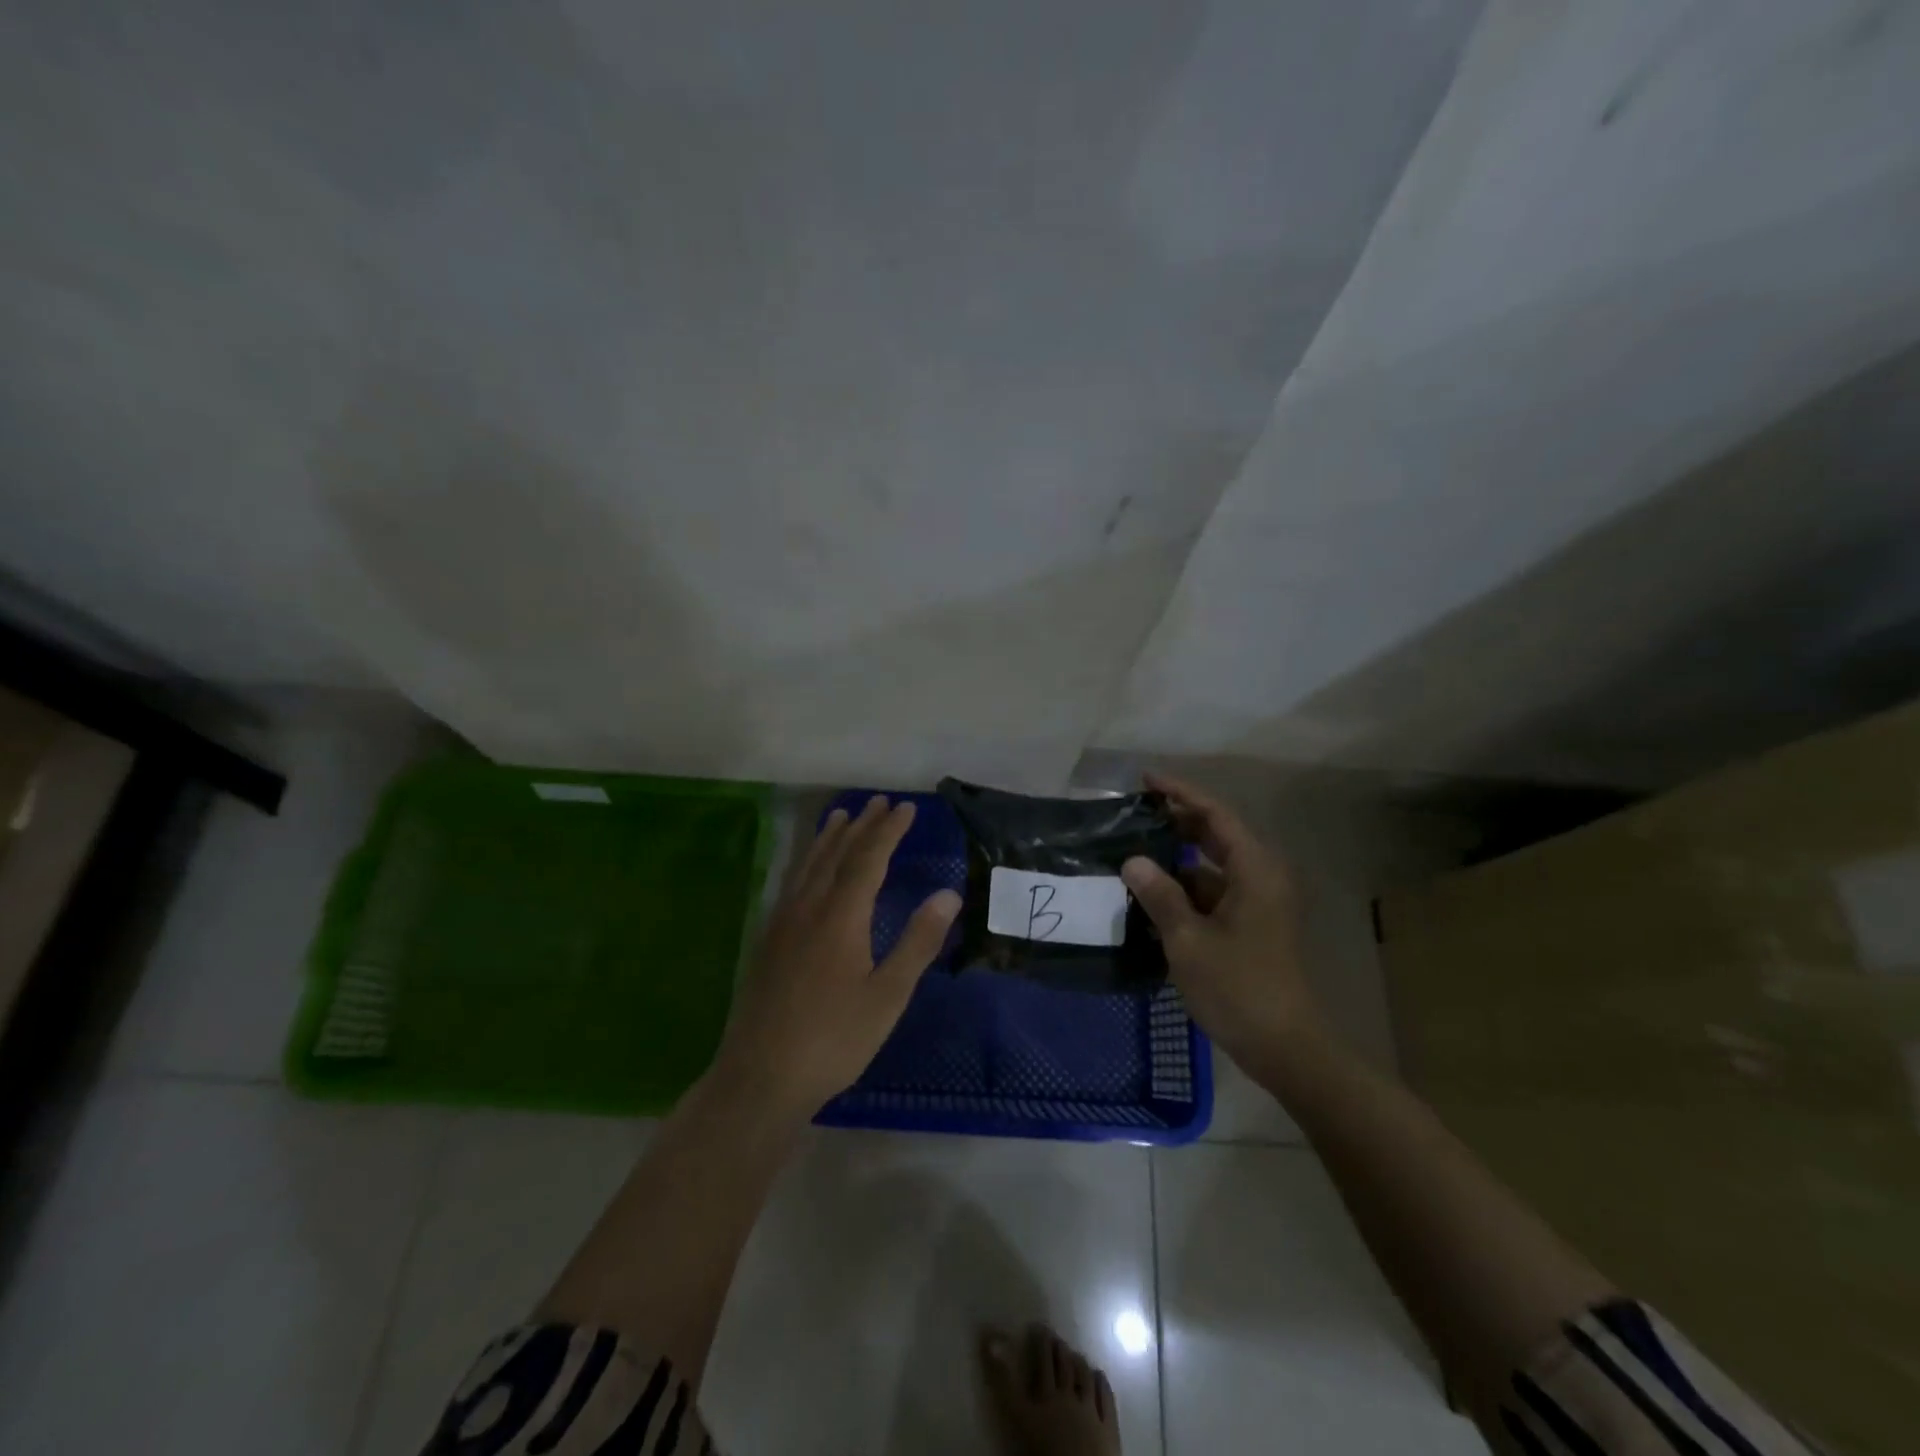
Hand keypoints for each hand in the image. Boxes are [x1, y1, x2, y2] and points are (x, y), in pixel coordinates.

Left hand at [713, 795, 960, 1117]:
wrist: (760, 1077)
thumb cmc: (834, 1039)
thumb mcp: (888, 995)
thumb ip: (918, 942)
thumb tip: (948, 894)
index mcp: (840, 917)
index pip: (868, 859)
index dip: (888, 831)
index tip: (906, 808)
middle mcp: (808, 908)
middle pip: (836, 854)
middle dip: (861, 826)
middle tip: (879, 802)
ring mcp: (782, 923)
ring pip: (808, 866)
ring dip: (829, 838)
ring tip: (841, 817)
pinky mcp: (767, 941)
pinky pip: (792, 883)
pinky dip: (807, 862)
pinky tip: (807, 870)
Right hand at [1120, 772, 1324, 1074]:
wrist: (1286, 1047)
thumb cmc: (1239, 987)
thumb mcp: (1189, 940)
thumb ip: (1160, 895)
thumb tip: (1132, 861)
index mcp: (1254, 870)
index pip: (1215, 815)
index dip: (1180, 793)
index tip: (1145, 780)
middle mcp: (1261, 877)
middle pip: (1216, 835)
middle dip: (1175, 821)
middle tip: (1133, 813)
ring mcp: (1258, 902)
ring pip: (1212, 866)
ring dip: (1176, 859)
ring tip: (1132, 854)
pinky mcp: (1251, 925)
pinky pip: (1213, 892)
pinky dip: (1185, 888)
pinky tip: (1151, 896)